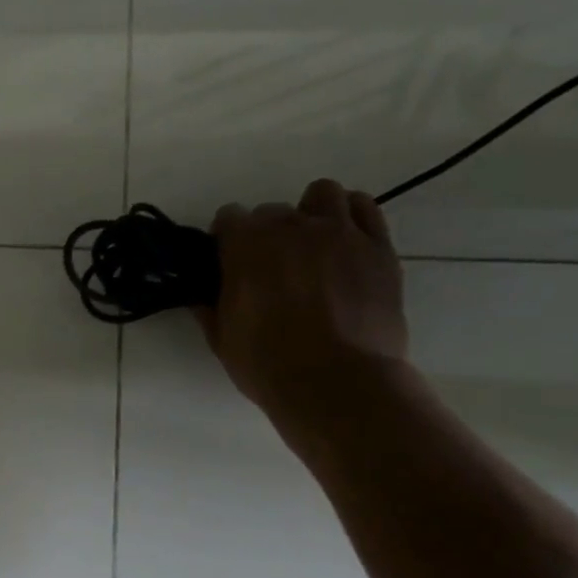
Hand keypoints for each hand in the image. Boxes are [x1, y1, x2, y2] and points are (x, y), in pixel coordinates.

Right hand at [194, 179, 408, 425]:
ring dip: (312, 213)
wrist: (337, 383)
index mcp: (246, 246)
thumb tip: (199, 295)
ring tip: (313, 244)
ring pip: (322, 194)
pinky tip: (346, 241)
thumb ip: (210, 307)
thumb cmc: (268, 363)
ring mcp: (339, 233)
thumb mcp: (222, 339)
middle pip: (272, 211)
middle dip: (267, 234)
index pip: (229, 217)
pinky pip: (365, 208)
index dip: (227, 240)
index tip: (229, 263)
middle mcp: (290, 227)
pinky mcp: (377, 248)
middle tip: (272, 268)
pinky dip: (352, 216)